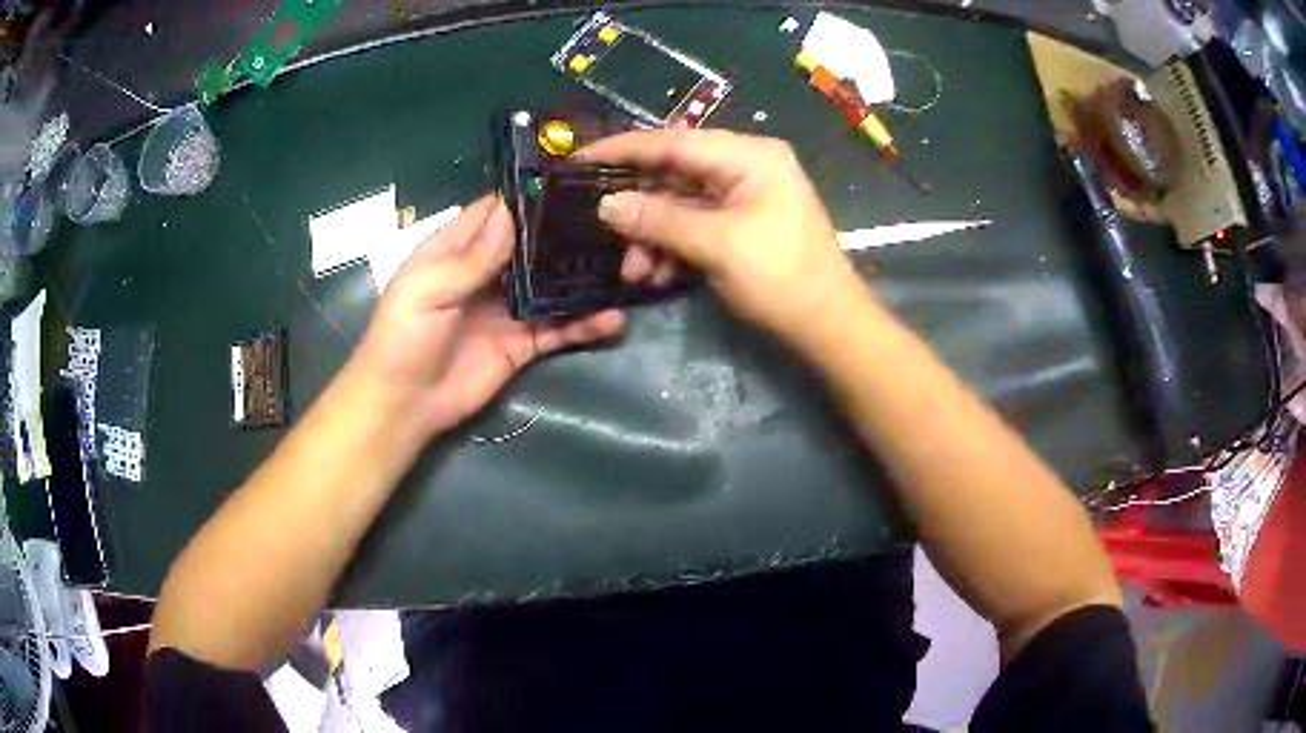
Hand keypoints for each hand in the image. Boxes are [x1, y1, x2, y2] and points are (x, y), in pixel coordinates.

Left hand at [352, 195, 623, 437]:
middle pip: (535, 244)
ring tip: (628, 268)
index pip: (499, 211)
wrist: (404, 405)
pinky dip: (586, 324)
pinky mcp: (524, 343)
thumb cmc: (404, 338)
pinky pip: (560, 329)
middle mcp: (489, 272)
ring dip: (585, 279)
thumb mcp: (428, 291)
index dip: (531, 196)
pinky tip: (614, 318)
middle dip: (571, 233)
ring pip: (555, 285)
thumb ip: (471, 257)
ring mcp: (510, 308)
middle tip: (619, 223)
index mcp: (458, 249)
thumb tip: (512, 211)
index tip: (576, 181)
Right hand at [579, 129, 864, 343]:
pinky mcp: (740, 224)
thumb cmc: (781, 278)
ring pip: (679, 203)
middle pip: (674, 173)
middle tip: (601, 228)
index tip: (579, 159)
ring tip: (634, 271)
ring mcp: (743, 196)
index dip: (623, 150)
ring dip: (652, 235)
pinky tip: (654, 274)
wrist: (829, 327)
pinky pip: (694, 225)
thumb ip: (659, 219)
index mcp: (748, 156)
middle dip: (638, 206)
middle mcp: (745, 166)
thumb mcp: (717, 245)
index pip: (674, 142)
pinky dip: (671, 246)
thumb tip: (606, 204)